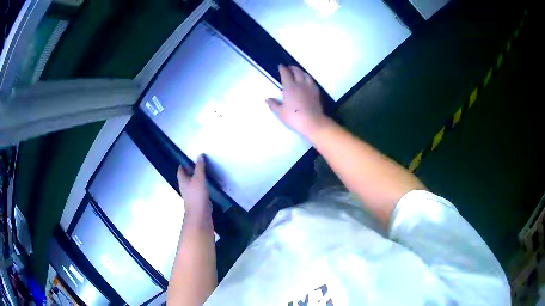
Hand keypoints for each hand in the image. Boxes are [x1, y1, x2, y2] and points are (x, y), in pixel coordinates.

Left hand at [177, 155, 211, 224]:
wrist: (200, 212)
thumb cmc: (196, 194)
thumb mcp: (199, 178)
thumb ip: (200, 167)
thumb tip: (200, 155)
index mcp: (182, 180)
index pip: (180, 170)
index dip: (183, 165)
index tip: (187, 160)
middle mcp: (185, 186)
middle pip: (185, 177)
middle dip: (190, 171)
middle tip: (196, 165)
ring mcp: (190, 194)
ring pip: (192, 183)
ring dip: (196, 178)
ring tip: (203, 173)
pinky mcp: (197, 199)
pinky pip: (198, 189)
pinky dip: (201, 185)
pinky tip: (207, 184)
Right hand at [266, 64, 326, 137]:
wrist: (312, 122)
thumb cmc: (294, 117)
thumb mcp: (280, 112)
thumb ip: (273, 105)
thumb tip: (267, 99)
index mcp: (289, 87)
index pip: (286, 74)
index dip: (283, 69)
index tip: (281, 66)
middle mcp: (300, 84)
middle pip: (297, 72)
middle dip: (292, 68)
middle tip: (289, 67)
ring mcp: (309, 88)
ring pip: (306, 75)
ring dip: (301, 72)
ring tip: (298, 72)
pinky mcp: (316, 93)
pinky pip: (312, 81)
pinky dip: (308, 78)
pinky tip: (307, 81)